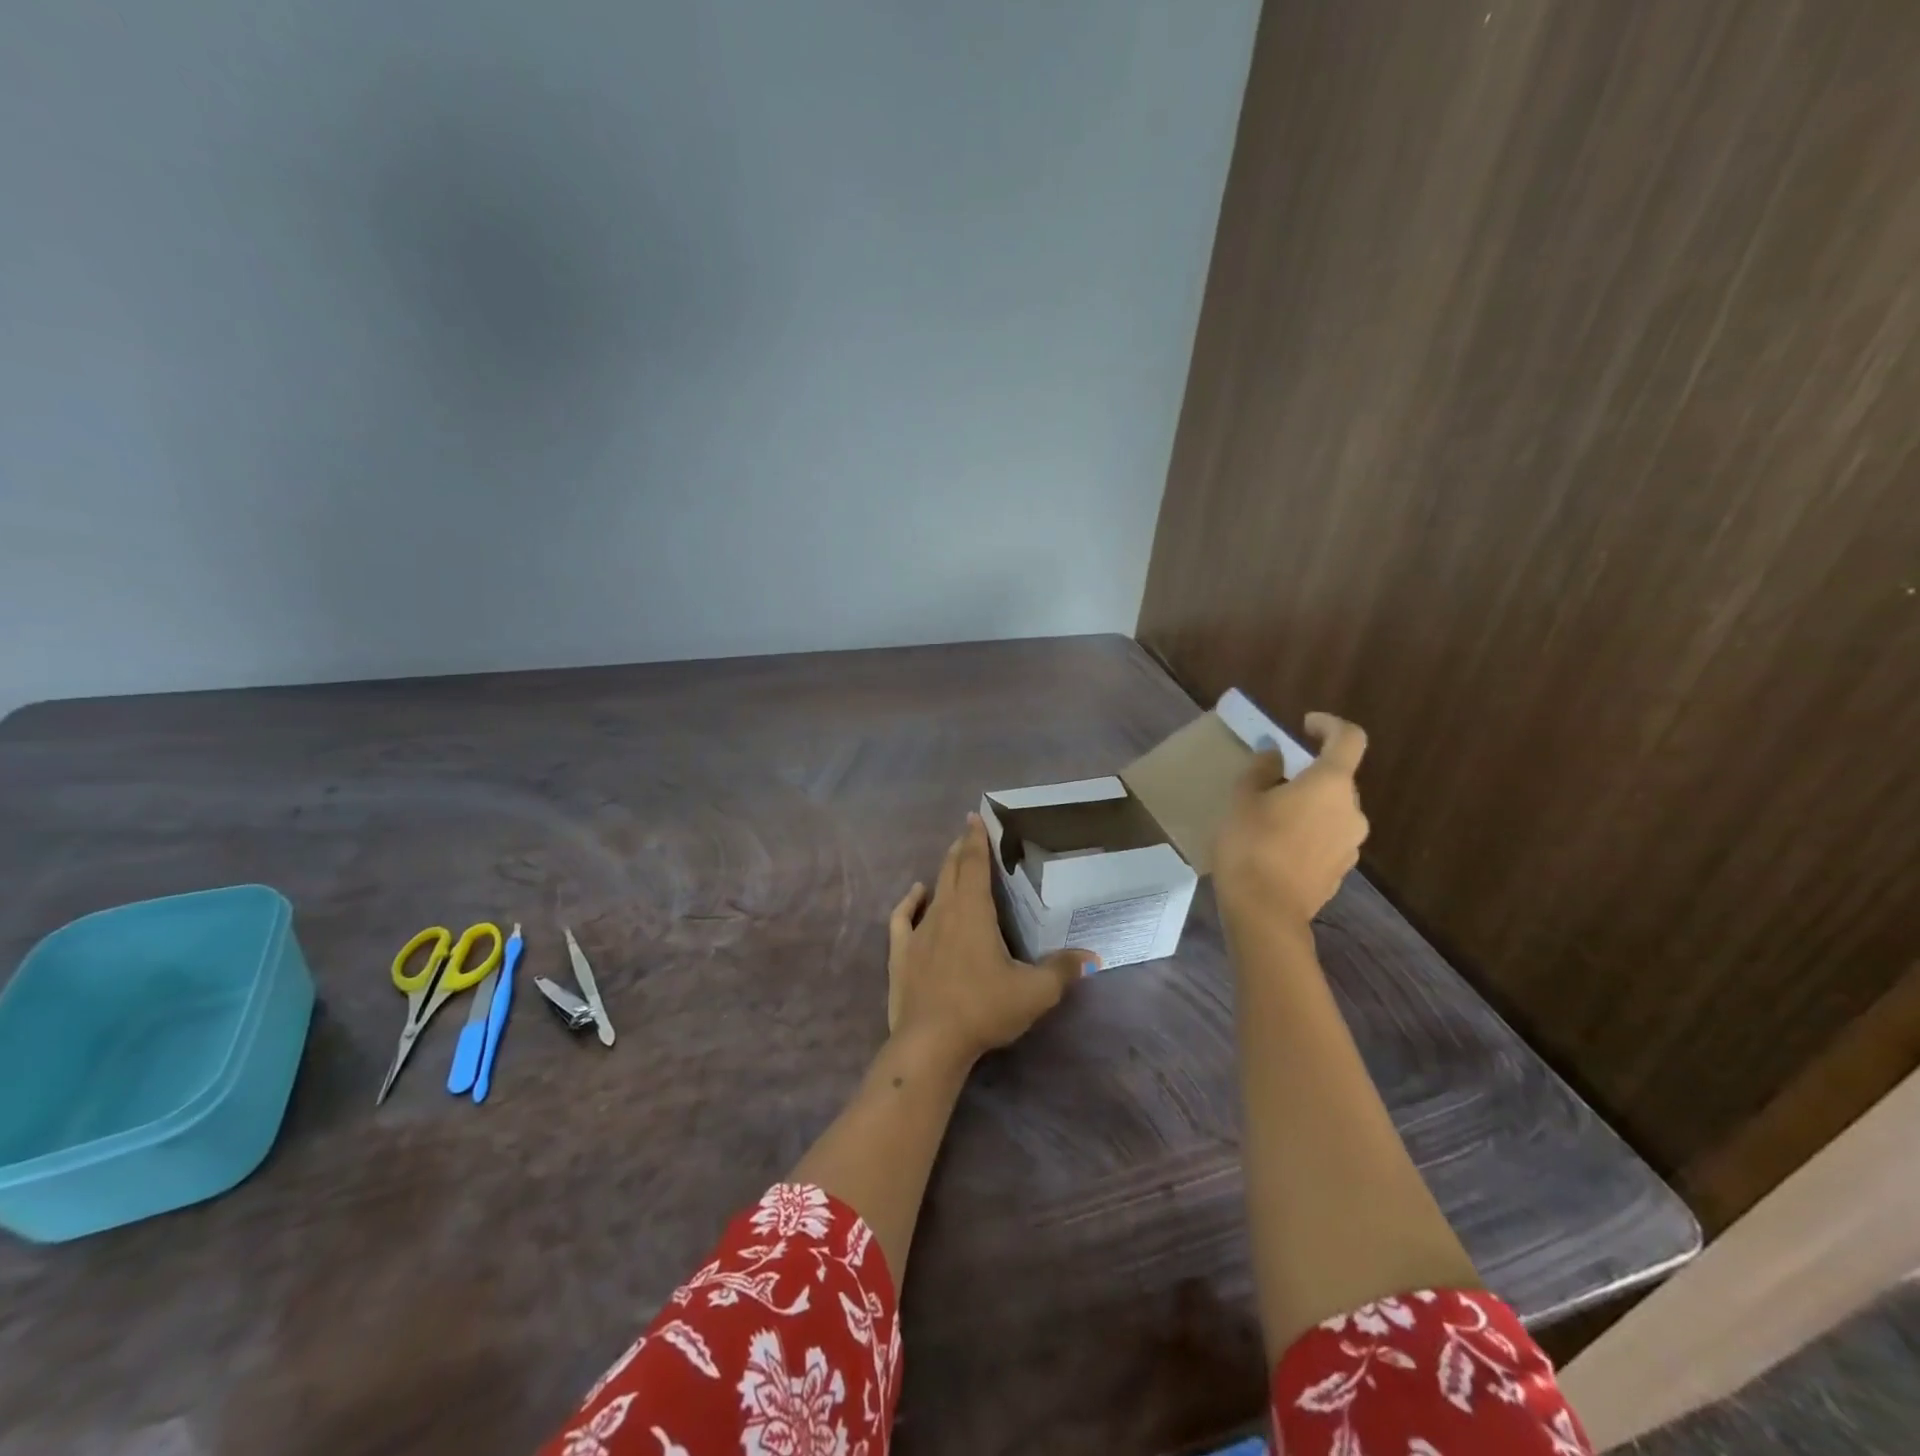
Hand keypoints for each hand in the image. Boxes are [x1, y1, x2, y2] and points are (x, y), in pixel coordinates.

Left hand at [885, 813, 1095, 1065]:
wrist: (930, 1043)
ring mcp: (919, 932)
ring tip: (952, 858)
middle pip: (953, 870)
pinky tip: (917, 893)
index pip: (976, 864)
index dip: (977, 839)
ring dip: (944, 871)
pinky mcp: (901, 953)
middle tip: (969, 831)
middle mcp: (945, 912)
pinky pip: (903, 917)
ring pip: (933, 890)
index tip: (976, 818)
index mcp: (974, 912)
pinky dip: (910, 901)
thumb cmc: (984, 1009)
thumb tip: (1091, 956)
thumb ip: (1062, 971)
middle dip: (962, 848)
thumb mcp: (1034, 992)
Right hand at [1215, 712, 1369, 928]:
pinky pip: (1328, 838)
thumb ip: (1262, 770)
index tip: (1305, 726)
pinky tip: (1278, 848)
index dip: (1329, 725)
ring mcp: (1351, 844)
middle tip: (1273, 782)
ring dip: (1309, 806)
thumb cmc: (1251, 845)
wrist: (1265, 911)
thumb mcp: (1243, 799)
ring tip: (1271, 819)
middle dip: (1309, 774)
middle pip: (1337, 779)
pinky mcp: (1341, 870)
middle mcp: (1351, 810)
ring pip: (1332, 811)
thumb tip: (1276, 755)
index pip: (1348, 739)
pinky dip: (1309, 833)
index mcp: (1330, 784)